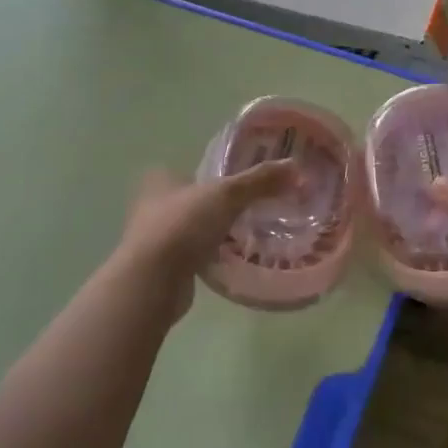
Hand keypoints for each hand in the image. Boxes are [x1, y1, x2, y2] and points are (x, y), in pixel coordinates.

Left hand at [113, 163, 298, 321]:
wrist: (152, 281)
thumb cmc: (184, 225)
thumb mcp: (227, 195)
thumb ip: (260, 180)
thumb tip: (296, 166)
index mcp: (161, 178)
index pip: (195, 169)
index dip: (220, 174)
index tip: (246, 183)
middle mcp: (152, 204)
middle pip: (196, 199)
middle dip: (220, 205)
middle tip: (254, 209)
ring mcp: (155, 238)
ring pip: (194, 228)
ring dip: (215, 232)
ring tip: (249, 234)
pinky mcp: (162, 266)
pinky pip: (193, 254)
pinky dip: (210, 255)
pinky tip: (232, 259)